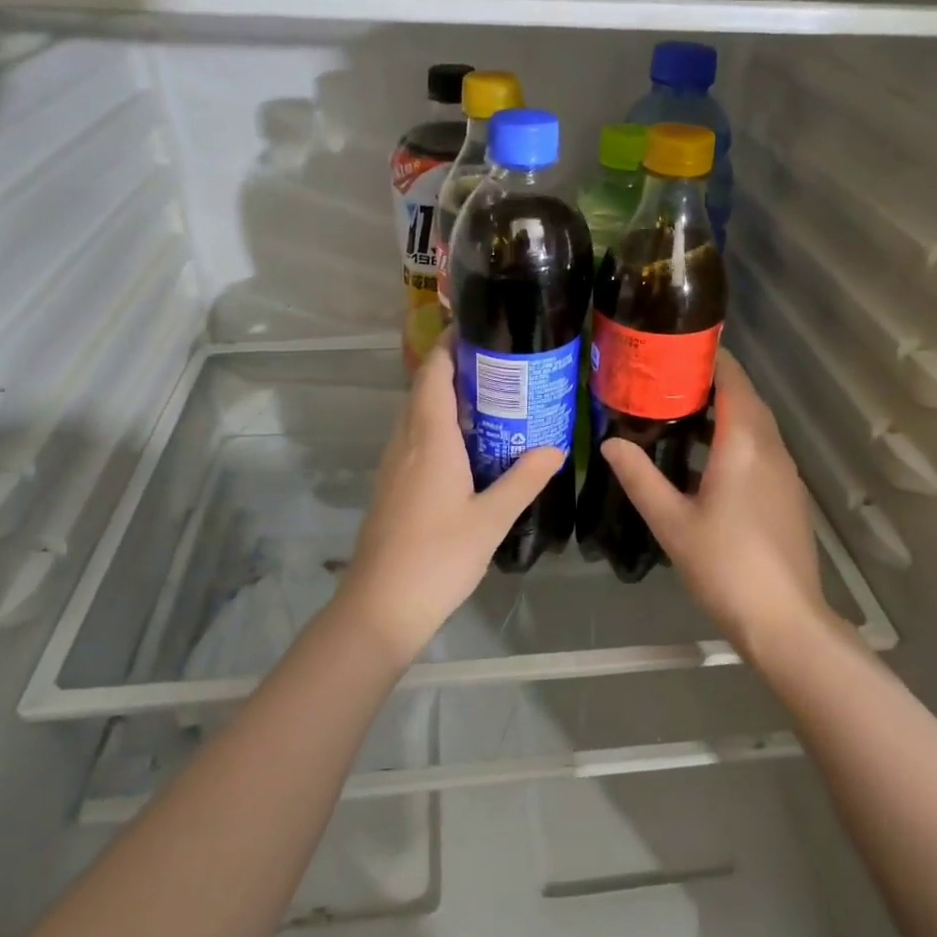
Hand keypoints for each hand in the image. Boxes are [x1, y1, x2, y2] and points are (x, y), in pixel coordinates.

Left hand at [336, 343, 564, 658]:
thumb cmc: (439, 557)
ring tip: (488, 401)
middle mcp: (405, 442)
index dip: (449, 346)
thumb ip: (524, 479)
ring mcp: (392, 465)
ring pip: (415, 415)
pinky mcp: (390, 487)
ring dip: (444, 399)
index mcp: (430, 439)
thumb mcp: (492, 519)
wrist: (380, 606)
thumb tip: (556, 448)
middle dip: (454, 369)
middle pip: (423, 389)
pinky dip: (436, 427)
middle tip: (499, 365)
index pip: (433, 374)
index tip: (479, 329)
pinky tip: (464, 448)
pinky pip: (413, 440)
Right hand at [603, 350, 832, 656]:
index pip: (733, 380)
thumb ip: (640, 477)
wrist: (784, 620)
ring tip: (678, 414)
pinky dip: (735, 438)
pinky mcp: (788, 494)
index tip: (676, 347)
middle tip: (665, 379)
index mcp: (744, 444)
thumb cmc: (724, 566)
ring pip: (755, 425)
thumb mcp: (671, 522)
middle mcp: (770, 448)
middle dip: (711, 382)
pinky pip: (761, 449)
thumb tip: (610, 442)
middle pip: (745, 398)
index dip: (710, 357)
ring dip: (723, 412)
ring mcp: (785, 472)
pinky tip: (705, 461)